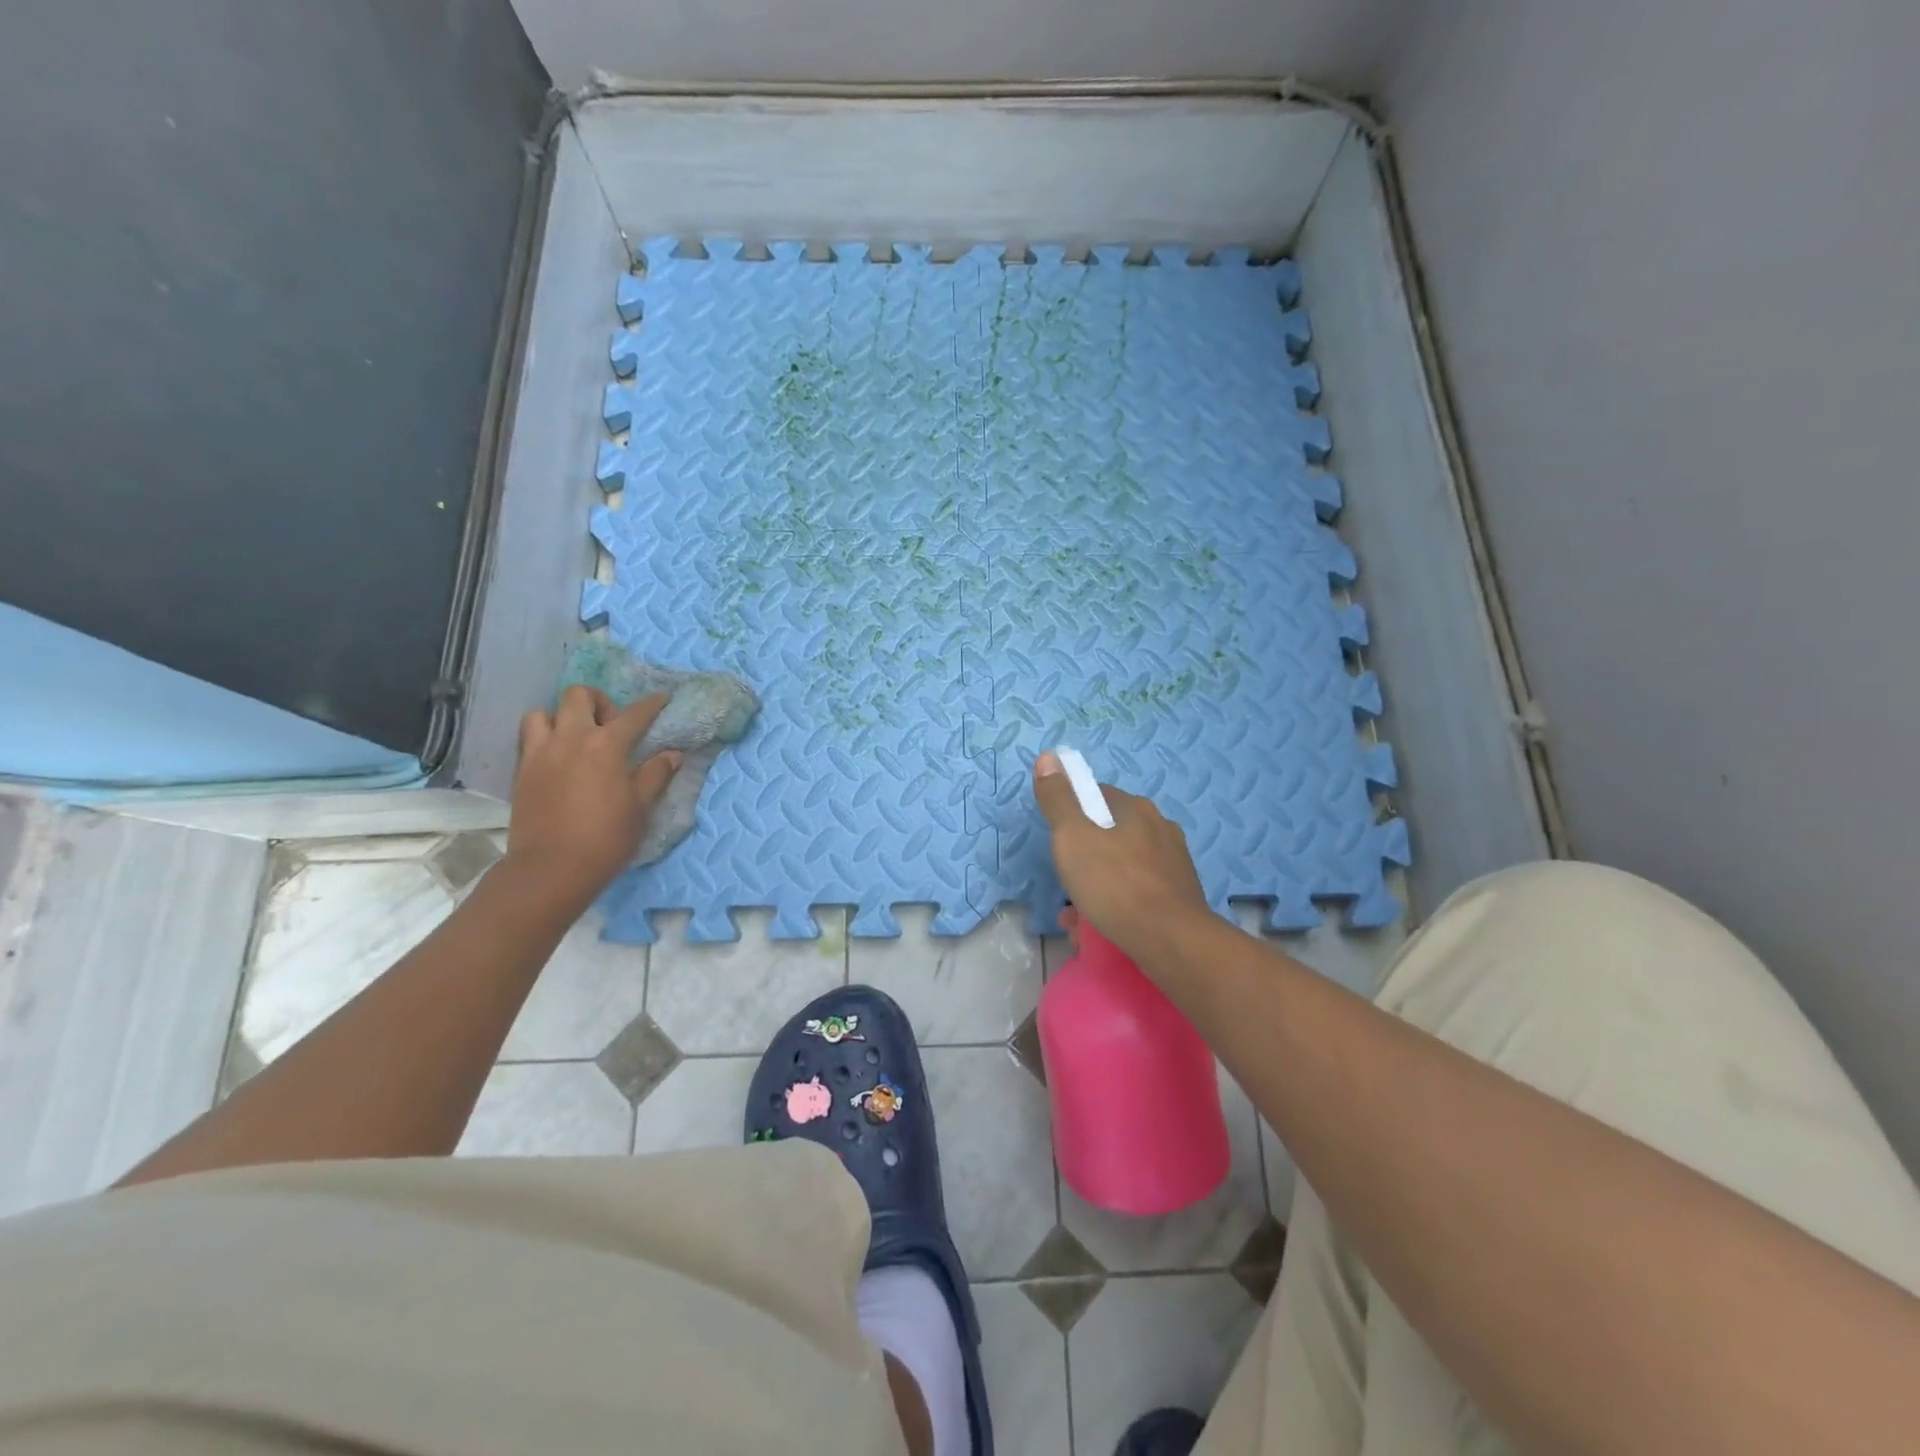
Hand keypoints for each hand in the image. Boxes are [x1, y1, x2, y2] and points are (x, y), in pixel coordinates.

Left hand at [507, 686, 680, 910]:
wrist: (551, 869)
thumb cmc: (606, 838)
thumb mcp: (641, 807)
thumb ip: (655, 774)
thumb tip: (672, 754)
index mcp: (607, 745)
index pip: (635, 714)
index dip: (652, 704)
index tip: (662, 699)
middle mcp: (571, 738)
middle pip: (580, 695)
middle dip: (599, 702)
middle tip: (610, 725)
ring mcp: (541, 752)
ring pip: (544, 711)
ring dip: (562, 717)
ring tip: (575, 738)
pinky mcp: (522, 770)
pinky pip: (528, 737)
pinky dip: (543, 737)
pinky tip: (558, 757)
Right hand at [1032, 751, 1210, 963]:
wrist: (1172, 942)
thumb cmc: (1115, 884)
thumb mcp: (1072, 838)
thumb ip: (1058, 799)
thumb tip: (1048, 756)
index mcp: (1137, 809)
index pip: (1097, 796)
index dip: (1073, 813)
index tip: (1058, 840)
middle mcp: (1161, 829)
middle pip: (1110, 834)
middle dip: (1084, 858)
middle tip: (1065, 882)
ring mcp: (1174, 865)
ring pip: (1123, 869)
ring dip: (1097, 887)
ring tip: (1076, 917)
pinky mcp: (1180, 898)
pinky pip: (1138, 895)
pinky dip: (1117, 906)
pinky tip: (1101, 930)